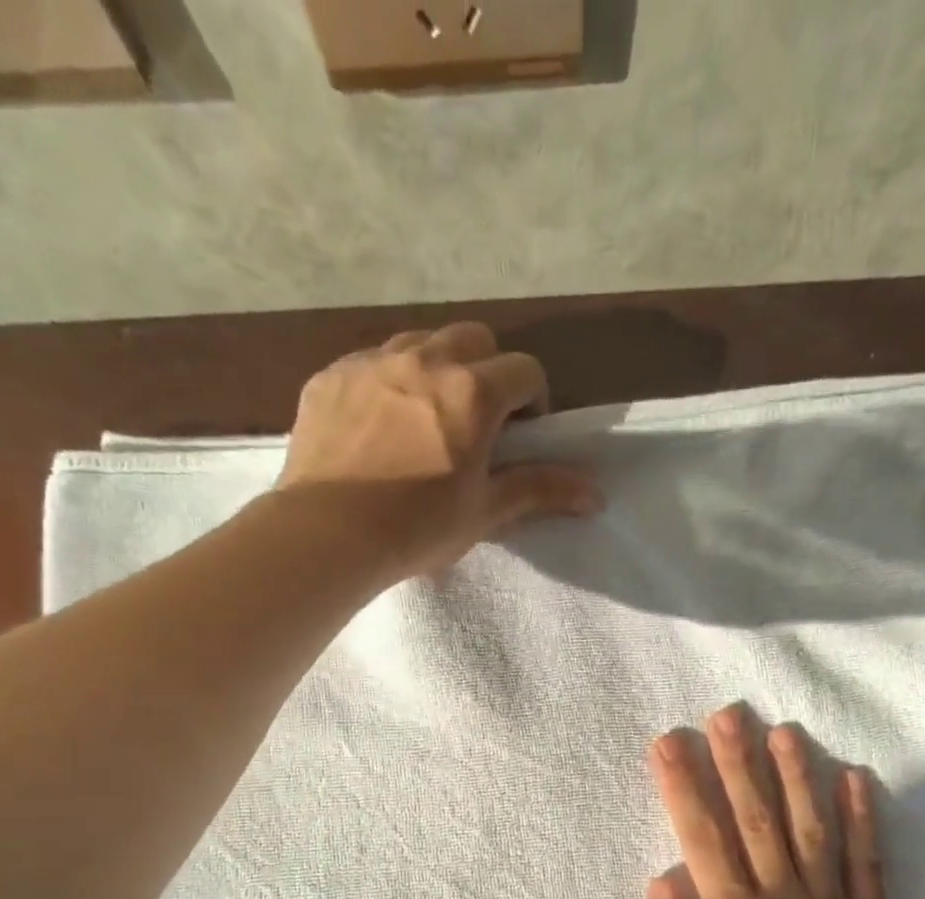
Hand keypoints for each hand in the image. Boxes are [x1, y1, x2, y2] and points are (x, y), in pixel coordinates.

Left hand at [279, 322, 598, 579]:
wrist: (327, 535)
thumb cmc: (417, 527)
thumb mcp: (486, 511)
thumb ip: (541, 490)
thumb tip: (597, 493)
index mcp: (472, 391)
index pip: (525, 370)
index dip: (534, 401)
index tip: (522, 437)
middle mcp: (424, 360)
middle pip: (474, 339)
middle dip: (488, 371)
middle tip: (480, 422)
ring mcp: (371, 362)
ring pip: (421, 342)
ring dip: (439, 369)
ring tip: (429, 420)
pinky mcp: (330, 376)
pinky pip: (372, 362)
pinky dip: (389, 382)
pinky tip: (381, 426)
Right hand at [627, 705, 895, 898]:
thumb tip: (662, 881)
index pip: (700, 838)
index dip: (682, 785)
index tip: (668, 742)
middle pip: (756, 819)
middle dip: (738, 761)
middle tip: (728, 714)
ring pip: (812, 828)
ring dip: (797, 775)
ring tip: (784, 730)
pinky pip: (867, 863)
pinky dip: (863, 819)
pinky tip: (855, 778)